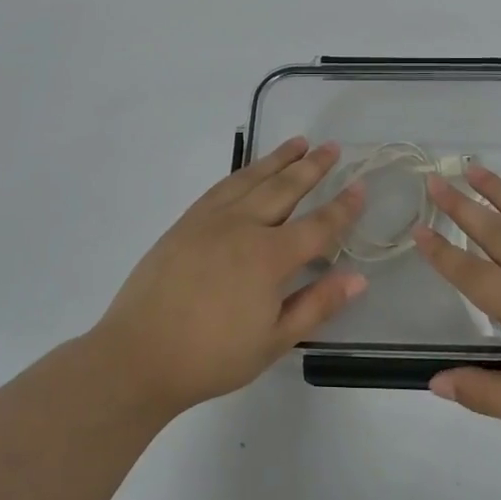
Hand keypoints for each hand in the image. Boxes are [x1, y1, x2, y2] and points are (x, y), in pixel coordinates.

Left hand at [93, 137, 366, 415]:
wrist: (139, 355)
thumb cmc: (212, 357)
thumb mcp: (274, 341)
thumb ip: (317, 305)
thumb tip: (358, 278)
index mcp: (269, 257)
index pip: (318, 225)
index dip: (343, 206)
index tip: (361, 185)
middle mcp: (243, 226)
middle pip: (285, 188)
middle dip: (312, 167)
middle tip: (332, 147)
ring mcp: (211, 219)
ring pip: (252, 178)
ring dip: (279, 159)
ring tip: (299, 142)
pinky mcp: (186, 221)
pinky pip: (223, 186)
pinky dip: (244, 172)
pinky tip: (251, 170)